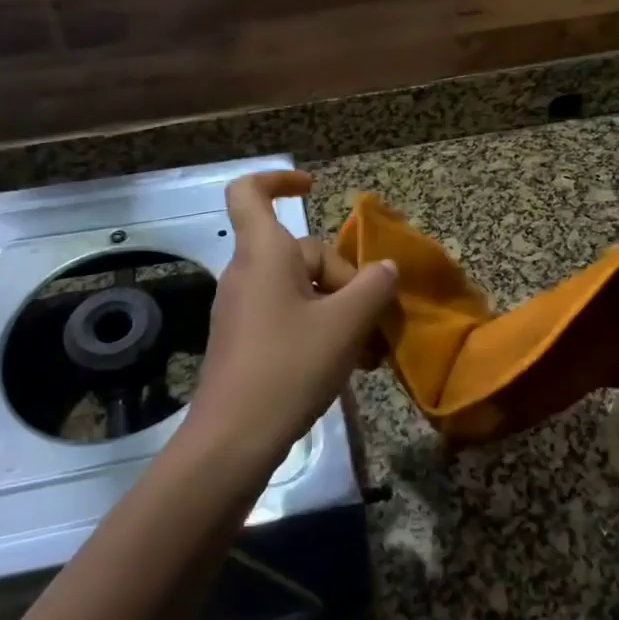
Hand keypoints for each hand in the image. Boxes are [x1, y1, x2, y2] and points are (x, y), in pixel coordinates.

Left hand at [185, 171, 397, 459]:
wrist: (233, 439)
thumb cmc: (288, 367)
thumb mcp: (345, 325)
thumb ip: (373, 288)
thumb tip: (385, 269)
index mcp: (264, 254)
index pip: (250, 192)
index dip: (280, 179)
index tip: (314, 188)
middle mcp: (248, 274)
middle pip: (303, 253)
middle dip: (345, 280)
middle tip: (374, 323)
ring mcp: (244, 309)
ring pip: (302, 291)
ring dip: (339, 311)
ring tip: (369, 352)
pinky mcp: (246, 341)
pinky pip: (289, 317)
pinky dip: (320, 330)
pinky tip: (347, 364)